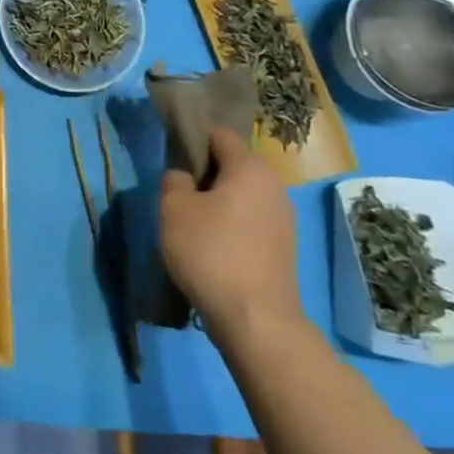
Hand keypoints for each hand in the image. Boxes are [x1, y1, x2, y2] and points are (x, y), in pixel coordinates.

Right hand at [159, 128, 302, 341]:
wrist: (255, 319)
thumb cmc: (210, 252)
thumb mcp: (173, 209)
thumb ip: (173, 180)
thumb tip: (184, 177)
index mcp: (250, 167)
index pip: (218, 134)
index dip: (192, 140)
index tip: (170, 159)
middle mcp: (274, 185)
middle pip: (232, 164)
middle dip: (204, 174)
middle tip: (176, 193)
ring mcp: (283, 218)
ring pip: (241, 194)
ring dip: (216, 201)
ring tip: (191, 222)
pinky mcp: (283, 246)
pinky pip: (250, 220)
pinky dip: (230, 224)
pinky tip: (211, 246)